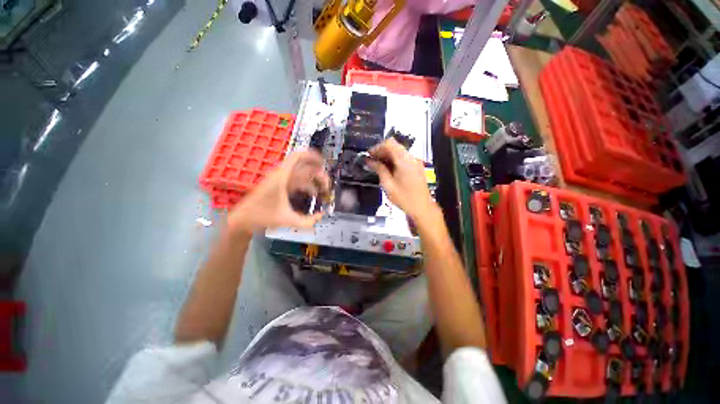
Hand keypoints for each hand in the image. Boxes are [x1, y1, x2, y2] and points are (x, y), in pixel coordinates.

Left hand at [228, 150, 329, 233]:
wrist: (242, 219)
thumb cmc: (262, 217)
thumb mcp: (287, 220)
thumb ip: (307, 221)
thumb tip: (321, 216)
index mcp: (282, 177)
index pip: (297, 157)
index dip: (312, 156)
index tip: (324, 163)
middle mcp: (282, 175)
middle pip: (304, 167)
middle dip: (319, 174)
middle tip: (327, 186)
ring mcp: (281, 180)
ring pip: (302, 175)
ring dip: (314, 181)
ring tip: (324, 191)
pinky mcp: (280, 186)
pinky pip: (297, 182)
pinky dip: (307, 186)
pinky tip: (313, 194)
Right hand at [367, 138, 436, 220]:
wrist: (422, 208)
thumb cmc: (404, 198)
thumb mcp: (388, 184)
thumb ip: (379, 169)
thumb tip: (369, 161)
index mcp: (404, 160)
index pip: (389, 143)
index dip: (377, 147)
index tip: (369, 155)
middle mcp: (411, 157)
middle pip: (394, 146)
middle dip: (381, 152)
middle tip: (371, 161)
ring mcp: (415, 162)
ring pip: (399, 152)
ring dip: (387, 156)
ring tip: (377, 166)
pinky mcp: (417, 167)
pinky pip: (403, 159)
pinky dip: (394, 161)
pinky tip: (387, 170)